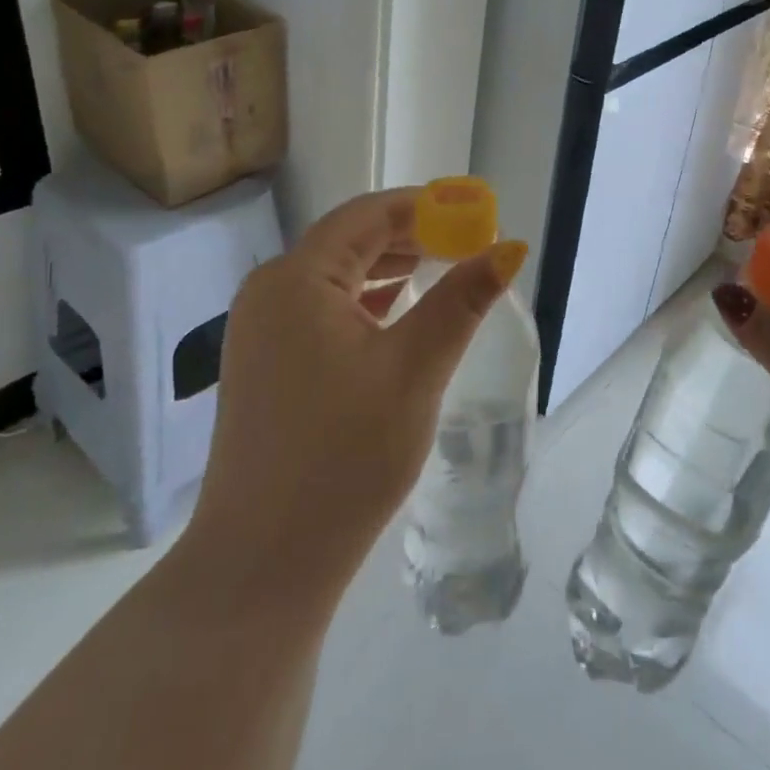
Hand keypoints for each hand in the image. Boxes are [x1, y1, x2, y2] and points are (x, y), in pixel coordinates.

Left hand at [181, 189, 526, 614]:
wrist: (263, 562)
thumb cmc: (343, 457)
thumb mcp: (414, 370)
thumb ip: (461, 301)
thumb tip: (508, 248)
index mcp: (297, 278)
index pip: (368, 215)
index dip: (426, 207)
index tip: (477, 215)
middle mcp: (270, 291)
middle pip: (349, 240)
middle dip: (412, 236)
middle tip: (470, 245)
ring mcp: (261, 329)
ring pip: (336, 275)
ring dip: (390, 267)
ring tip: (445, 270)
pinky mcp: (265, 362)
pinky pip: (321, 309)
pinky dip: (366, 301)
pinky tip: (398, 312)